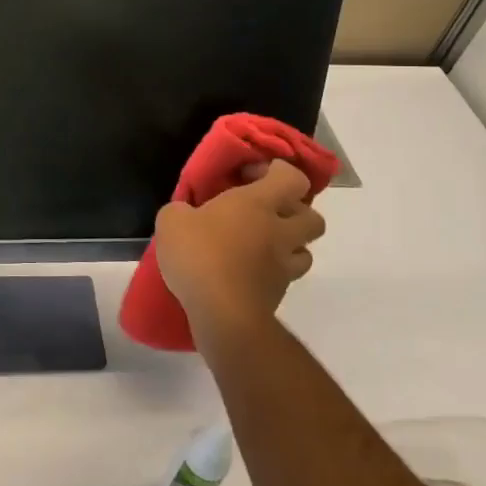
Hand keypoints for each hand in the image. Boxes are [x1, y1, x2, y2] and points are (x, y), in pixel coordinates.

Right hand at [155, 161, 325, 345]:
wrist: (222, 314)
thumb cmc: (199, 254)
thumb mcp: (172, 220)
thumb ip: (182, 210)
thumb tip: (187, 214)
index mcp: (258, 203)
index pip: (292, 177)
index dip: (277, 171)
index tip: (250, 175)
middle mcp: (279, 231)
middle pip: (314, 217)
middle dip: (296, 212)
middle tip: (267, 214)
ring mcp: (284, 266)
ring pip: (306, 250)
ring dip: (290, 245)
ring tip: (261, 247)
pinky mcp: (280, 295)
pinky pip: (286, 277)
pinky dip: (273, 272)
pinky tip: (248, 274)